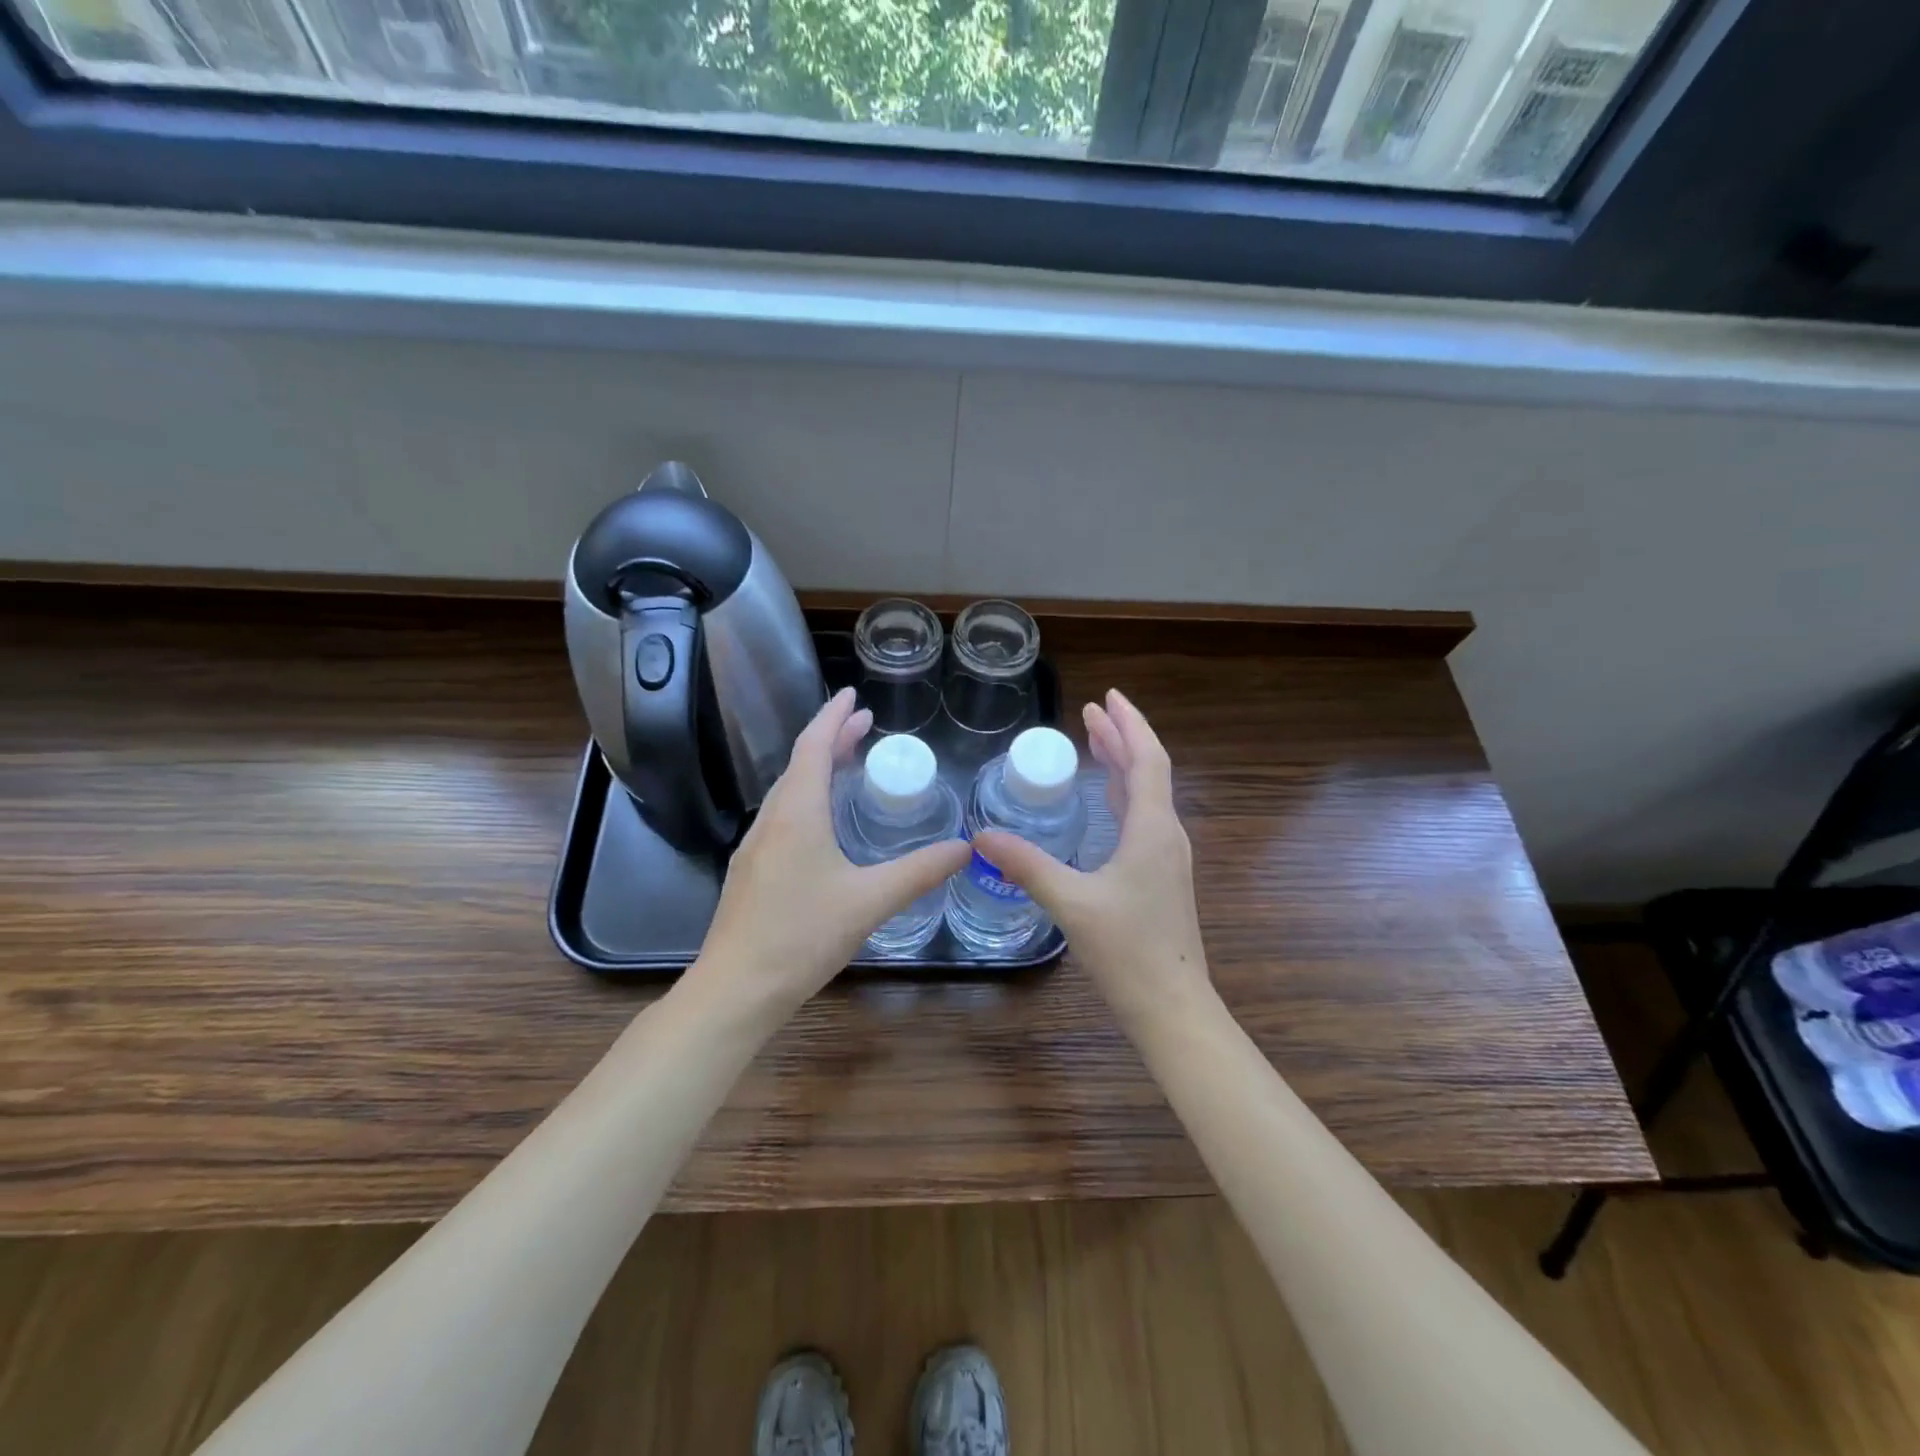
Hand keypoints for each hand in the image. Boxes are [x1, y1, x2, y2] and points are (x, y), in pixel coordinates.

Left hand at [691, 687, 970, 1013]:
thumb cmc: (801, 936)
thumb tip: (966, 848)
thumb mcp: (870, 901)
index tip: (853, 693)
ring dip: (817, 768)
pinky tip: (821, 822)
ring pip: (788, 791)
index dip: (834, 716)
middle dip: (832, 739)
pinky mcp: (751, 871)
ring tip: (847, 762)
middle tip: (864, 725)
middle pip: (800, 764)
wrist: (735, 989)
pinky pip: (783, 816)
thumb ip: (919, 872)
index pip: (813, 746)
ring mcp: (755, 846)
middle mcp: (771, 820)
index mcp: (797, 813)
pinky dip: (807, 798)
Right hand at [975, 689, 1211, 1028]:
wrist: (1174, 1008)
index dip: (1129, 725)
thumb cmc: (1129, 951)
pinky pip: (1142, 820)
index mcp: (1153, 830)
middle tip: (1091, 712)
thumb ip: (1028, 865)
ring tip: (1096, 742)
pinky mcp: (1160, 879)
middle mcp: (1166, 836)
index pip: (1147, 760)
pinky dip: (1123, 796)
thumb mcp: (1072, 903)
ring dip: (1123, 765)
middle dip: (1121, 738)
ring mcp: (1166, 859)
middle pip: (1147, 772)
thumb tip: (982, 835)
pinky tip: (1107, 802)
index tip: (1106, 698)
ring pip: (1146, 797)